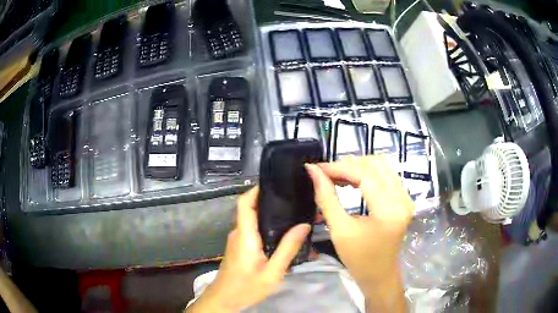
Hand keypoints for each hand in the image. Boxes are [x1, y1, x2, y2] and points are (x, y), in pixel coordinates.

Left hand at [187, 187, 310, 312]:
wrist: (225, 300)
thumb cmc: (246, 287)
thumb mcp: (272, 272)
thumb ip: (287, 248)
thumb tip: (303, 225)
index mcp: (245, 235)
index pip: (245, 203)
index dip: (257, 189)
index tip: (276, 183)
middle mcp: (239, 233)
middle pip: (251, 209)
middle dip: (270, 201)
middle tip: (294, 200)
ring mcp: (238, 240)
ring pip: (253, 220)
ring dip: (270, 216)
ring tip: (293, 214)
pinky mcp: (240, 247)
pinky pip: (253, 231)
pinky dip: (267, 228)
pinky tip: (283, 234)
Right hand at [305, 156, 412, 311]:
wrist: (379, 274)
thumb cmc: (358, 258)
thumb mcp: (339, 229)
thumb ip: (326, 197)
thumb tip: (313, 171)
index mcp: (388, 210)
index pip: (364, 175)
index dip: (339, 167)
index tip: (317, 168)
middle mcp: (402, 199)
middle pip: (376, 164)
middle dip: (348, 164)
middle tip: (327, 173)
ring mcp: (406, 197)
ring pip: (382, 166)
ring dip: (358, 167)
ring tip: (337, 176)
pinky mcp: (403, 199)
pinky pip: (386, 175)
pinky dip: (367, 173)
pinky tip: (351, 180)